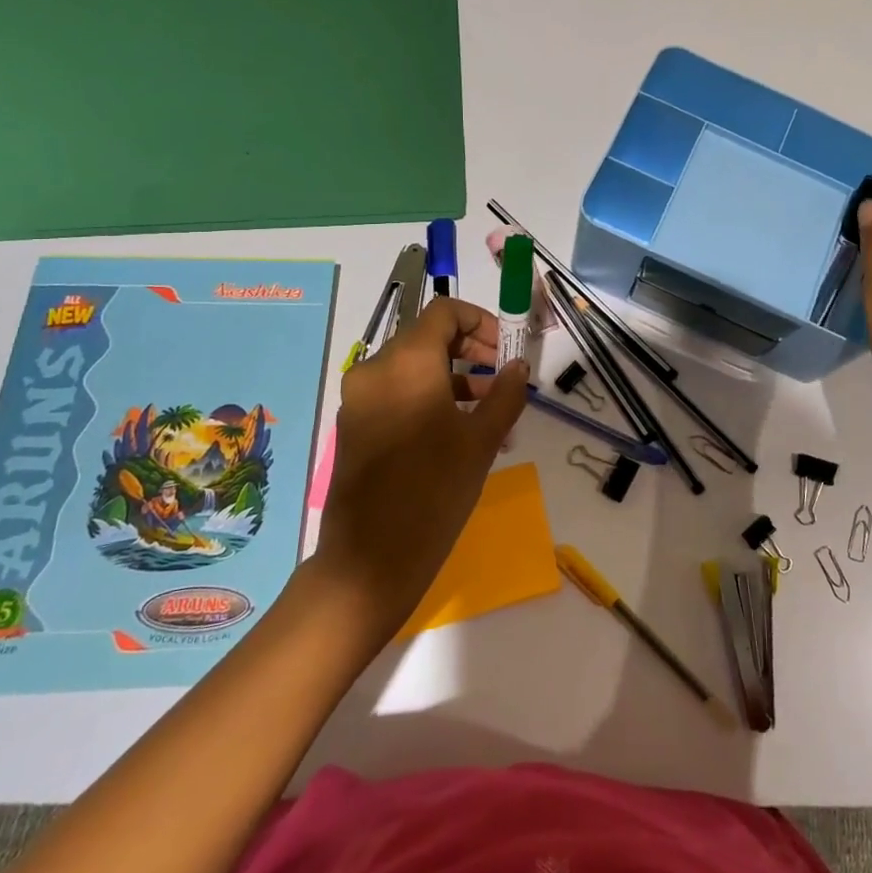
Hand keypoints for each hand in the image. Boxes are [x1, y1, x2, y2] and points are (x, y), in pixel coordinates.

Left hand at [307, 297, 528, 646]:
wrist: (371, 560)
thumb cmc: (435, 491)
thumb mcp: (481, 440)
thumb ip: (505, 394)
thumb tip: (517, 367)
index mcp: (406, 362)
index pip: (444, 312)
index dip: (481, 321)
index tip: (505, 350)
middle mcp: (375, 369)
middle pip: (427, 337)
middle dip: (470, 350)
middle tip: (501, 379)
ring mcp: (359, 398)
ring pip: (413, 367)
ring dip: (453, 376)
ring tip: (489, 412)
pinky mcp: (354, 425)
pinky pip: (397, 393)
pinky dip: (429, 397)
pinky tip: (459, 432)